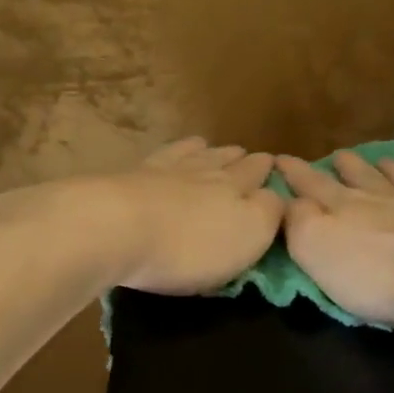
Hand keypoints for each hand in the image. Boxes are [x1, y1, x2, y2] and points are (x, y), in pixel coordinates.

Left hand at [108, 137, 285, 293]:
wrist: (116, 228)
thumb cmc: (190, 245)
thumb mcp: (248, 235)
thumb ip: (269, 213)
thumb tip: (277, 195)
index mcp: (237, 189)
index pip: (259, 176)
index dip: (269, 172)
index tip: (275, 167)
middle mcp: (204, 172)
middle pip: (228, 162)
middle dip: (242, 160)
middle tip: (250, 157)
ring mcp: (165, 171)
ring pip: (195, 155)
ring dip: (208, 152)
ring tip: (213, 147)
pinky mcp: (131, 177)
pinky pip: (160, 158)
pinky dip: (173, 152)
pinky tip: (171, 154)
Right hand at [276, 151, 393, 325]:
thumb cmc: (375, 271)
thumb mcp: (317, 249)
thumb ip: (298, 223)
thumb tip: (290, 201)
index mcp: (344, 207)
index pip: (312, 184)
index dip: (294, 172)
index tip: (280, 158)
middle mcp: (383, 198)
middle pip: (360, 176)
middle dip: (344, 166)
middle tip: (338, 156)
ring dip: (389, 170)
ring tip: (383, 161)